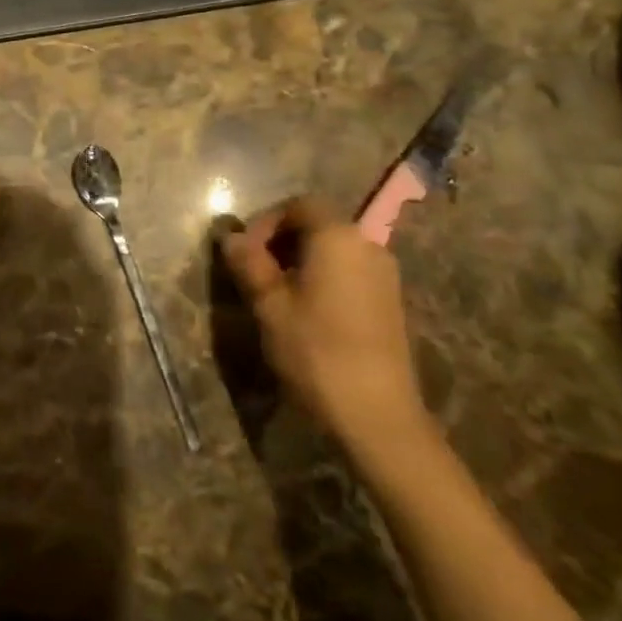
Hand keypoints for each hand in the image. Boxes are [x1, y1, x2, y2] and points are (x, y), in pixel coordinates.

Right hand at [219, 196, 426, 450]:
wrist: (378, 416)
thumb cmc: (316, 350)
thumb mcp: (268, 304)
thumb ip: (248, 262)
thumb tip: (231, 236)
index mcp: (338, 237)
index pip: (298, 205)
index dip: (265, 222)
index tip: (244, 253)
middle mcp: (367, 245)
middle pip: (318, 225)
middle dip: (281, 241)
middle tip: (254, 272)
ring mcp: (385, 275)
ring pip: (333, 250)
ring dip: (300, 261)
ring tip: (275, 294)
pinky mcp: (390, 303)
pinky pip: (349, 273)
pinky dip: (323, 279)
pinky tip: (305, 312)